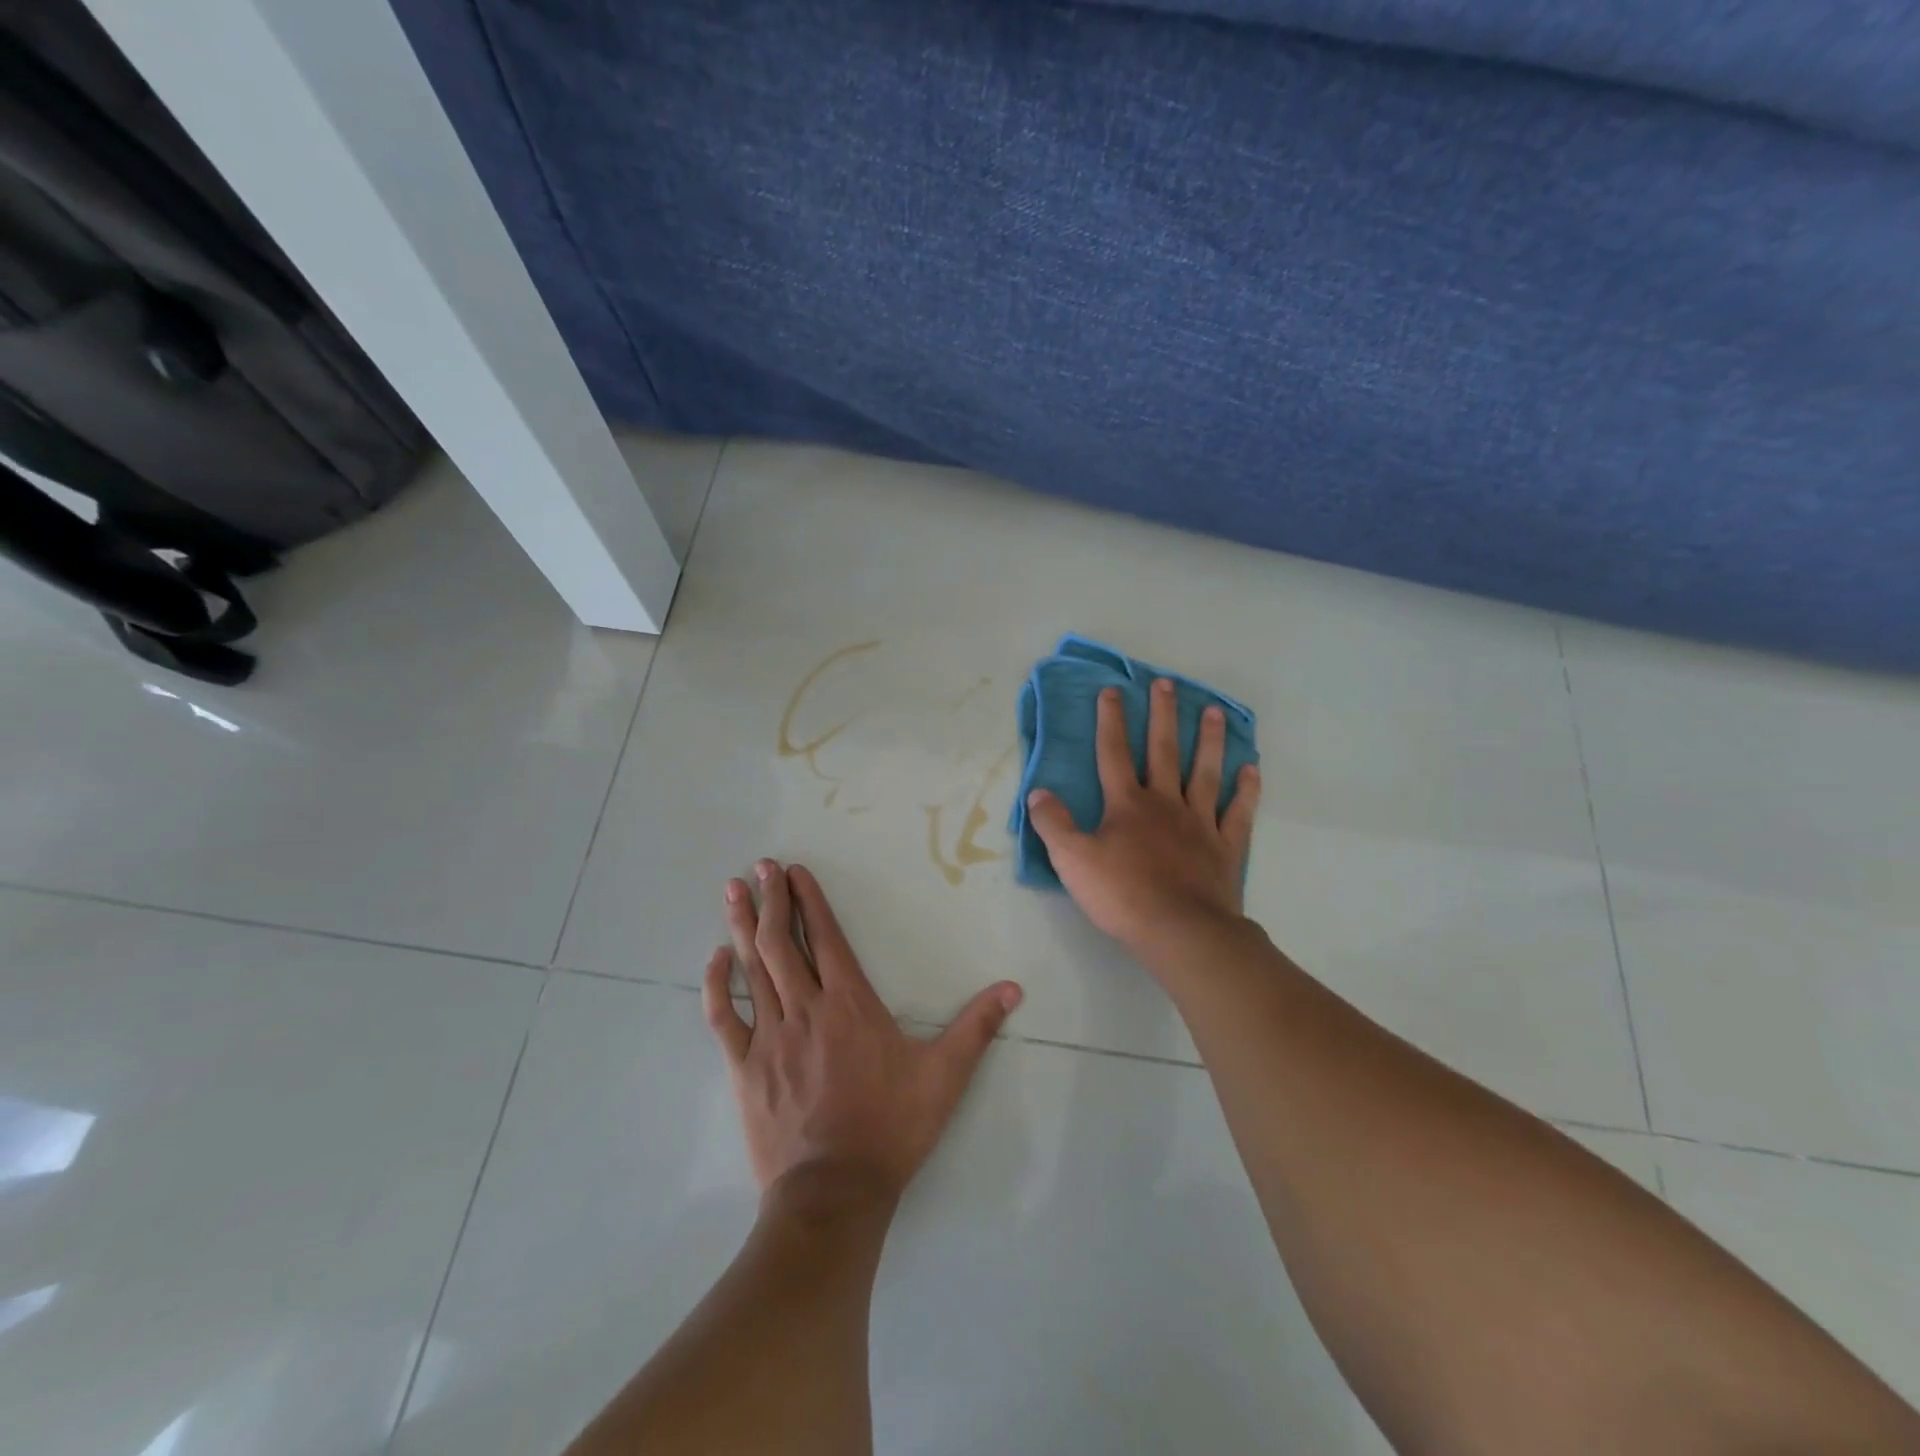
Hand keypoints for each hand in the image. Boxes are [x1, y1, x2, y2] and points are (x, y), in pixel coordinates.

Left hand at [703, 860, 1023, 1204]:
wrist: (834, 1192)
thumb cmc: (891, 1128)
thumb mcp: (945, 1076)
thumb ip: (977, 1027)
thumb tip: (1013, 988)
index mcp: (850, 1004)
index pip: (826, 938)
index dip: (809, 900)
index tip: (793, 871)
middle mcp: (806, 1008)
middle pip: (782, 943)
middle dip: (771, 900)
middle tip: (759, 867)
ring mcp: (770, 1037)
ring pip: (753, 969)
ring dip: (742, 926)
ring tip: (733, 891)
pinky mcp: (746, 1067)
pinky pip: (724, 1017)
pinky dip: (717, 985)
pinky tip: (713, 958)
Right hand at [1026, 678, 1260, 953]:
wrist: (1180, 931)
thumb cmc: (1122, 895)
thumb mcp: (1072, 860)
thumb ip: (1053, 824)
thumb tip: (1037, 792)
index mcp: (1126, 804)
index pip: (1113, 753)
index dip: (1111, 720)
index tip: (1113, 690)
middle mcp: (1165, 803)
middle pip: (1163, 751)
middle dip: (1163, 715)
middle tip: (1167, 684)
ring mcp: (1200, 823)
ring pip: (1205, 772)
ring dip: (1209, 741)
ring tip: (1215, 712)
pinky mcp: (1226, 847)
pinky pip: (1238, 812)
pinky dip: (1246, 790)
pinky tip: (1251, 769)